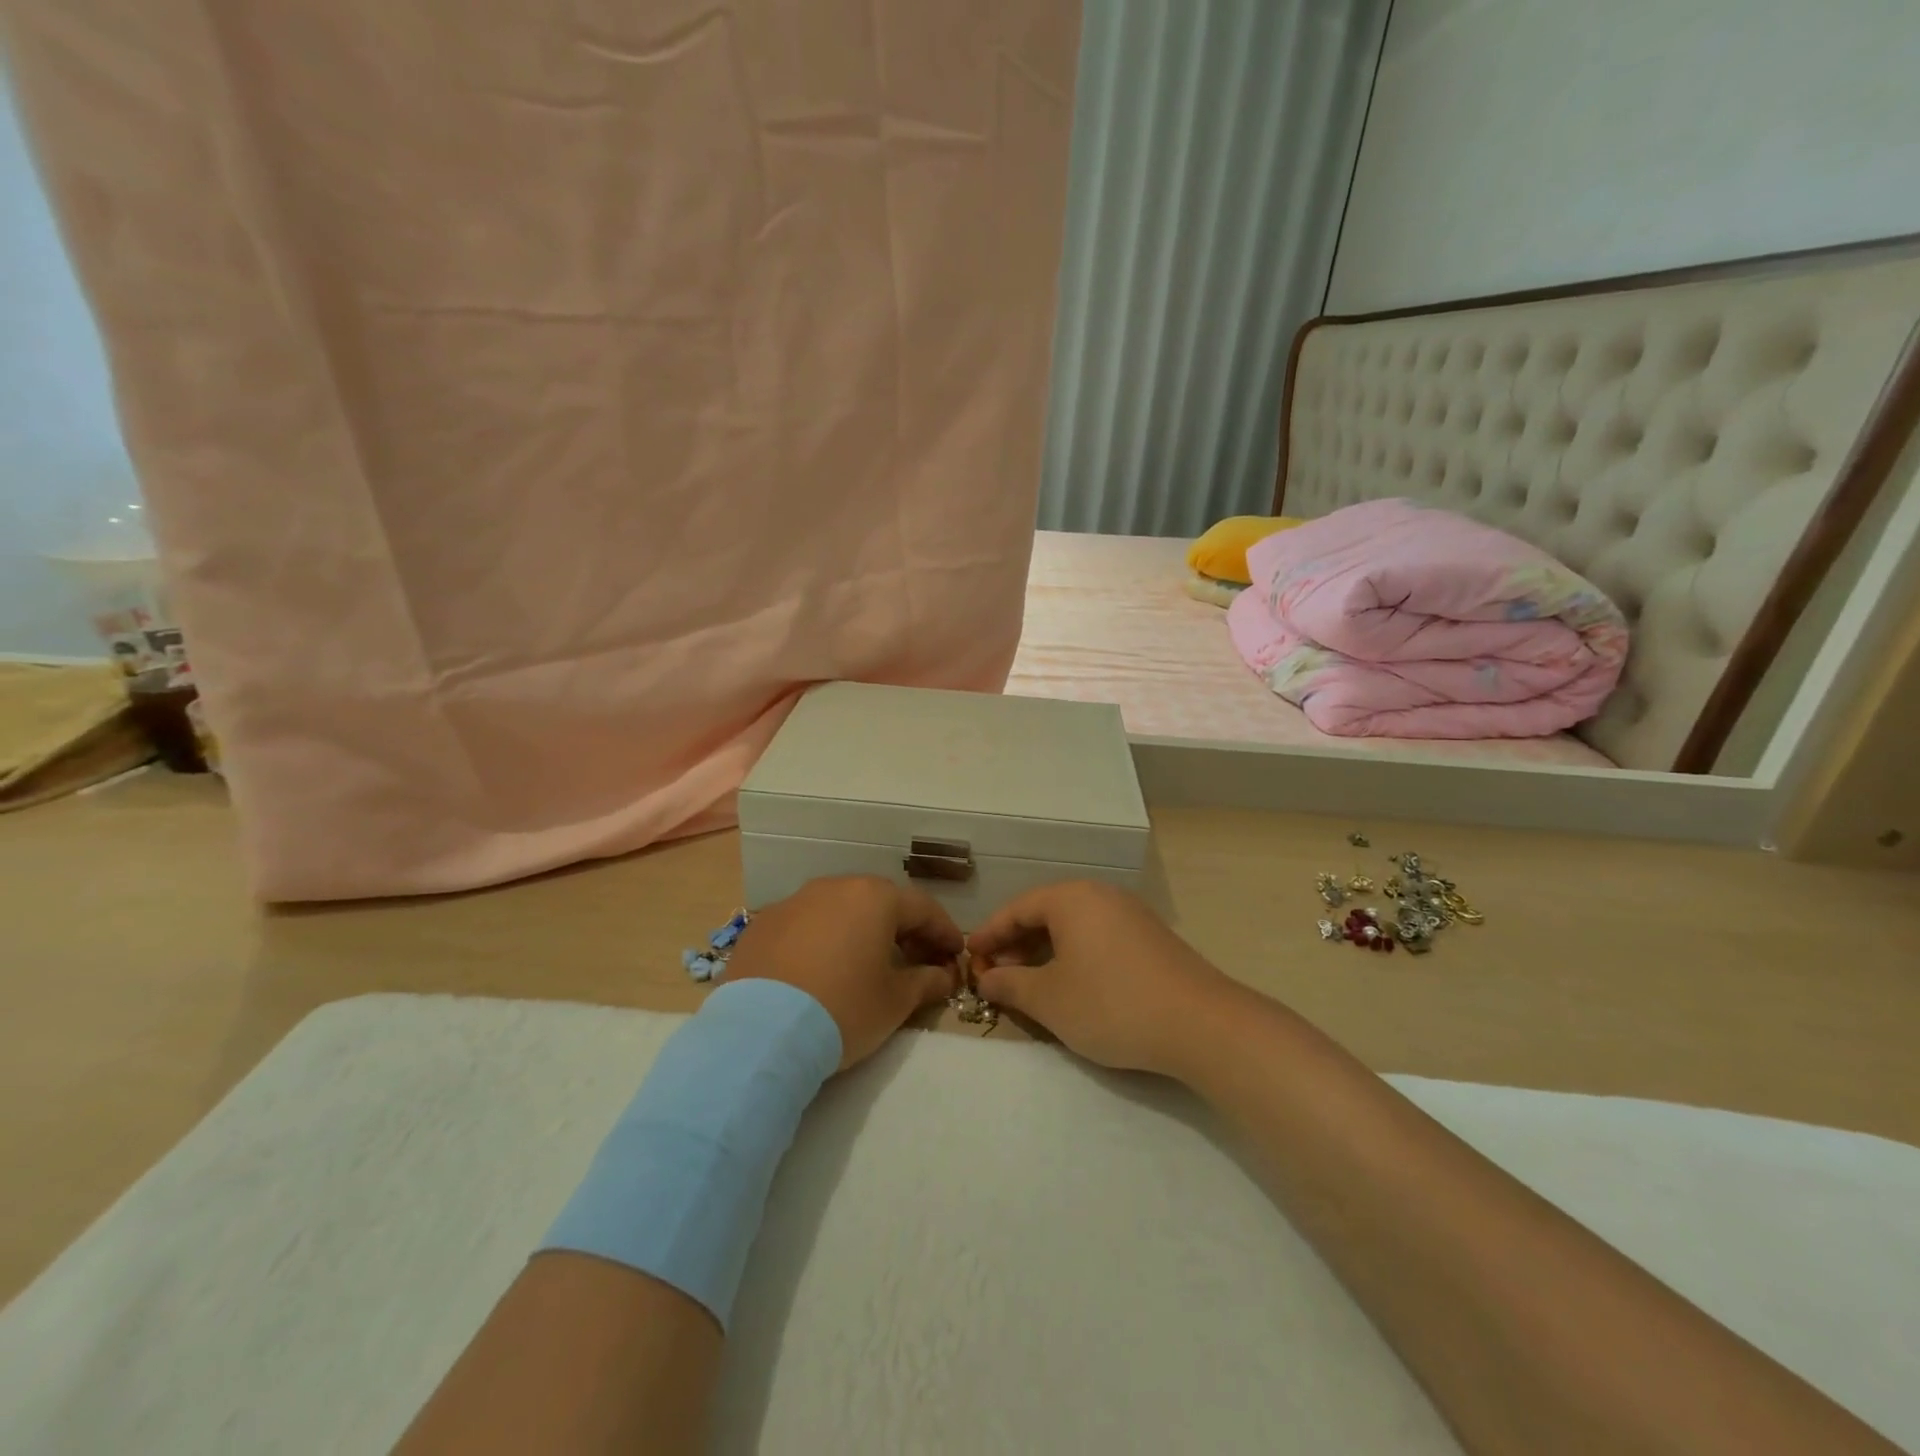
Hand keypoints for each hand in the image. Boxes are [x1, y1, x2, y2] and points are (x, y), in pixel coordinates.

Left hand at [725, 876, 963, 1069]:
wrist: (760, 1033)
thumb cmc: (843, 1009)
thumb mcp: (895, 1002)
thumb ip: (926, 982)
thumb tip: (944, 976)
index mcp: (873, 898)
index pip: (922, 908)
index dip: (944, 931)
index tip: (955, 955)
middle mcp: (833, 888)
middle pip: (879, 902)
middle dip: (903, 930)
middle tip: (916, 961)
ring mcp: (793, 903)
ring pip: (838, 910)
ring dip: (859, 932)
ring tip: (866, 964)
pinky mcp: (761, 926)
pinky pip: (803, 927)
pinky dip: (820, 942)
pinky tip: (820, 972)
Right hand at [967, 881, 1241, 1079]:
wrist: (1201, 1025)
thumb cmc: (1112, 1004)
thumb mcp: (1050, 1000)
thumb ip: (1010, 985)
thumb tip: (986, 978)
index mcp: (1072, 898)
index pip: (1017, 908)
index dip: (989, 935)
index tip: (970, 960)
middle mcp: (1101, 895)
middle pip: (1046, 913)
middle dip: (1016, 945)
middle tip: (998, 978)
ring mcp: (1130, 915)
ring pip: (1073, 927)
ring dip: (1045, 953)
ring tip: (1031, 986)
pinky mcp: (1151, 939)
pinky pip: (1098, 938)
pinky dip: (1075, 957)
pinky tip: (1072, 987)